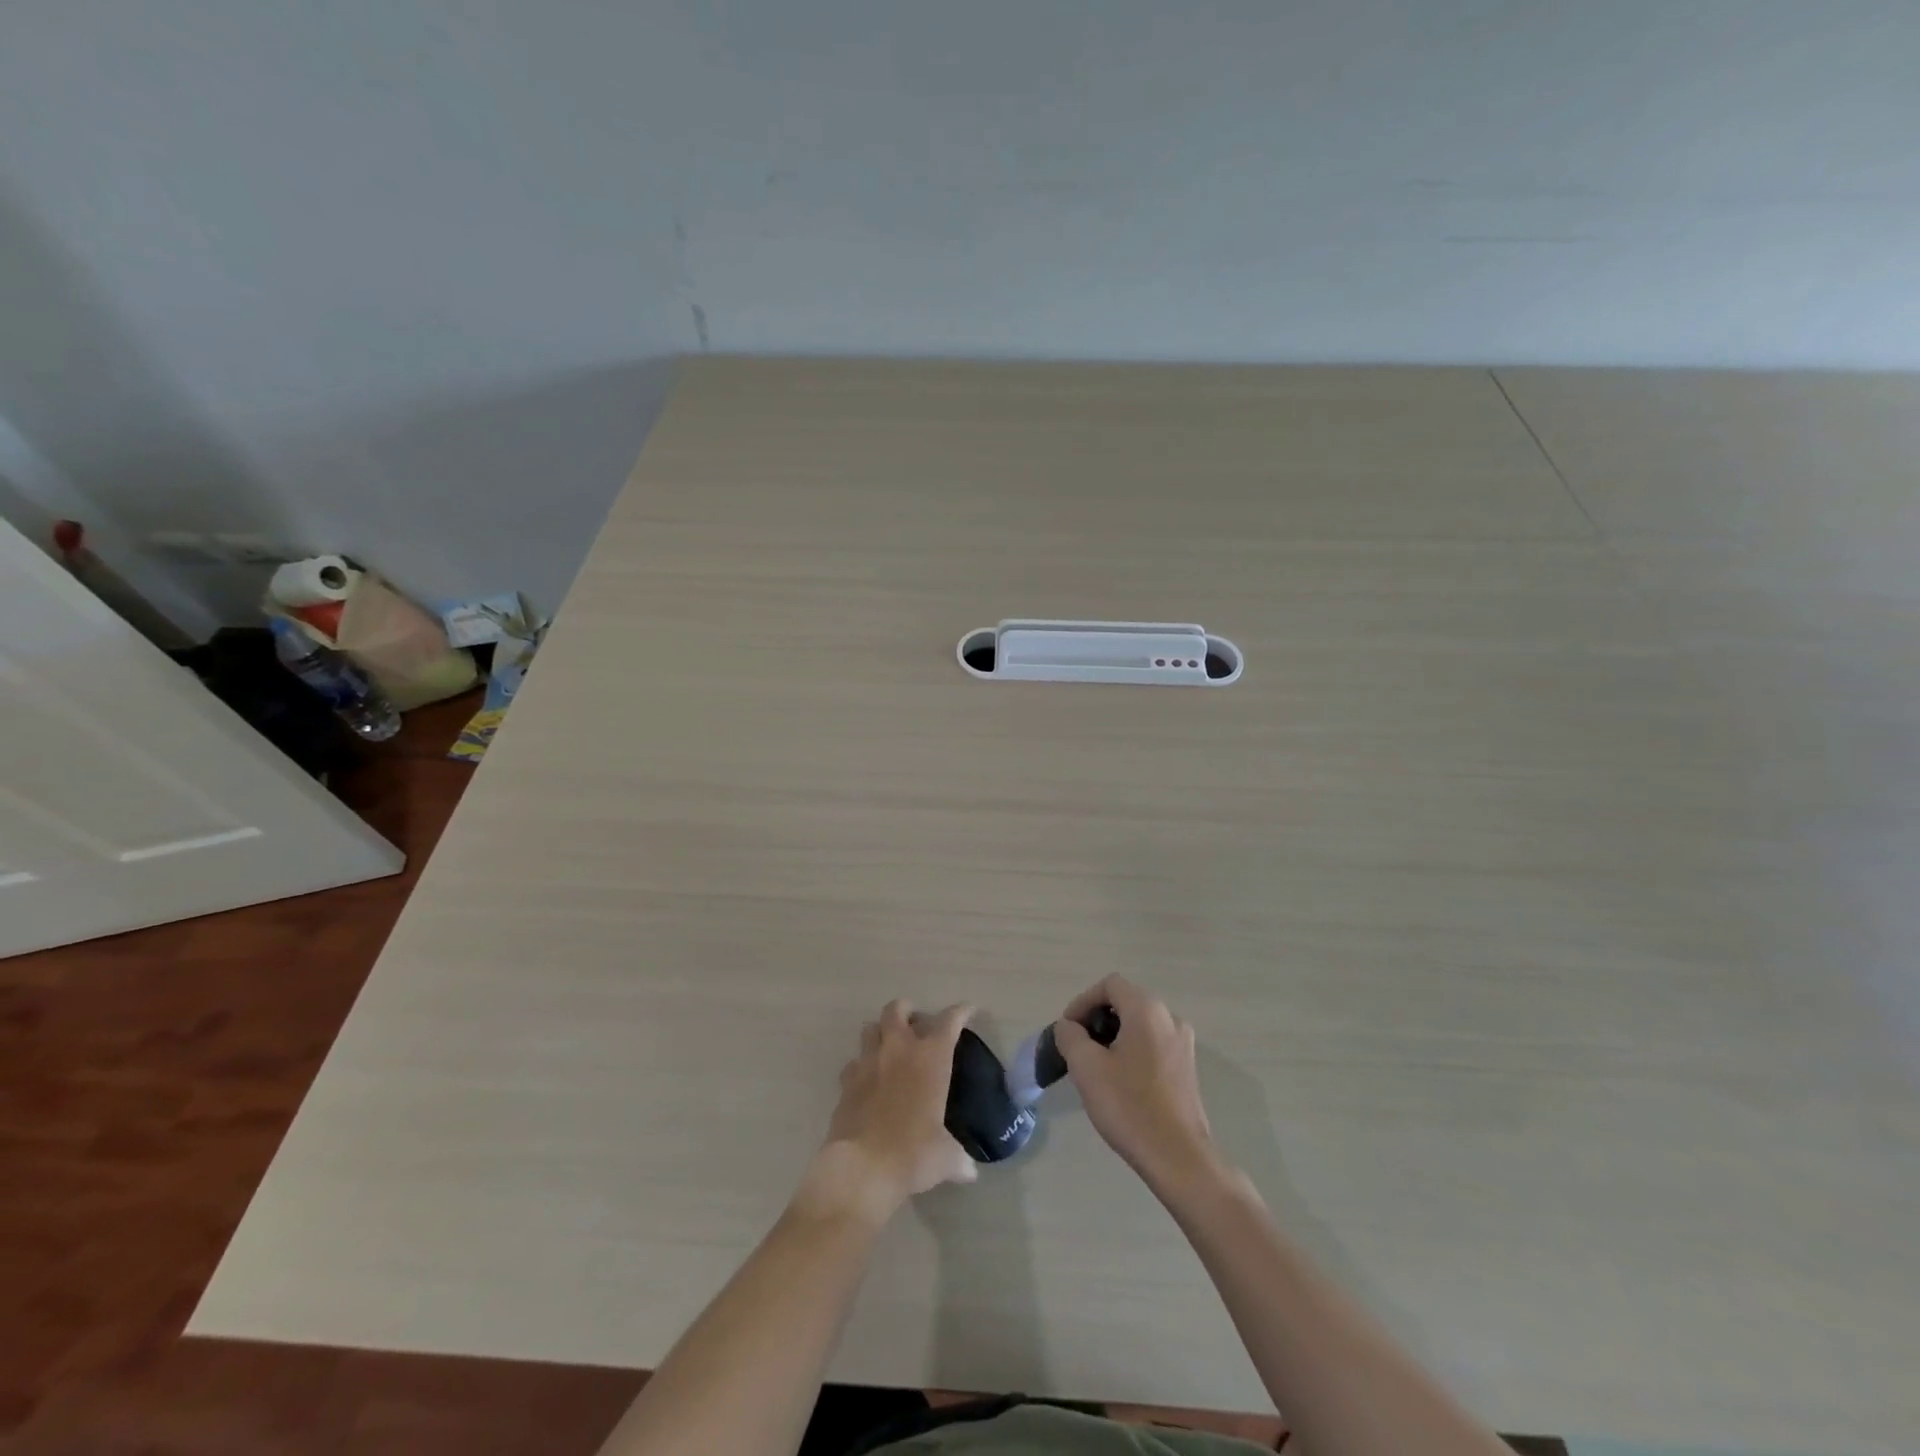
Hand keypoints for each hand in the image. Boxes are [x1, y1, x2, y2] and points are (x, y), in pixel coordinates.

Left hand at [796, 1000, 976, 1225]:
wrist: (862, 1168)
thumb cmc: (913, 1154)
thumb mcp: (945, 1158)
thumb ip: (957, 1158)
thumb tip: (968, 1172)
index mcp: (930, 1058)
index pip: (949, 1021)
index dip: (960, 1012)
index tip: (967, 1010)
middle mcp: (898, 1050)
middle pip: (897, 1009)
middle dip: (906, 1010)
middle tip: (915, 1024)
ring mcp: (868, 1063)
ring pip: (870, 1028)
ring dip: (881, 1032)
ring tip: (889, 1047)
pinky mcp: (846, 1082)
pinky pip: (853, 1063)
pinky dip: (861, 1066)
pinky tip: (868, 1081)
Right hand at [1054, 976, 1217, 1186]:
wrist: (1178, 1157)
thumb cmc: (1128, 1105)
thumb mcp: (1086, 1067)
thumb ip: (1070, 1036)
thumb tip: (1069, 1027)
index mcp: (1147, 1009)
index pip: (1109, 985)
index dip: (1083, 1002)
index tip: (1068, 1030)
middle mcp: (1170, 1018)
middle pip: (1126, 1002)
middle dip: (1097, 1019)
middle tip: (1078, 1048)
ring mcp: (1183, 1044)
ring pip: (1140, 1025)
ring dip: (1114, 1036)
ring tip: (1095, 1066)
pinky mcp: (1187, 1068)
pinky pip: (1153, 1044)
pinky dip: (1132, 1051)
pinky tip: (1120, 1082)